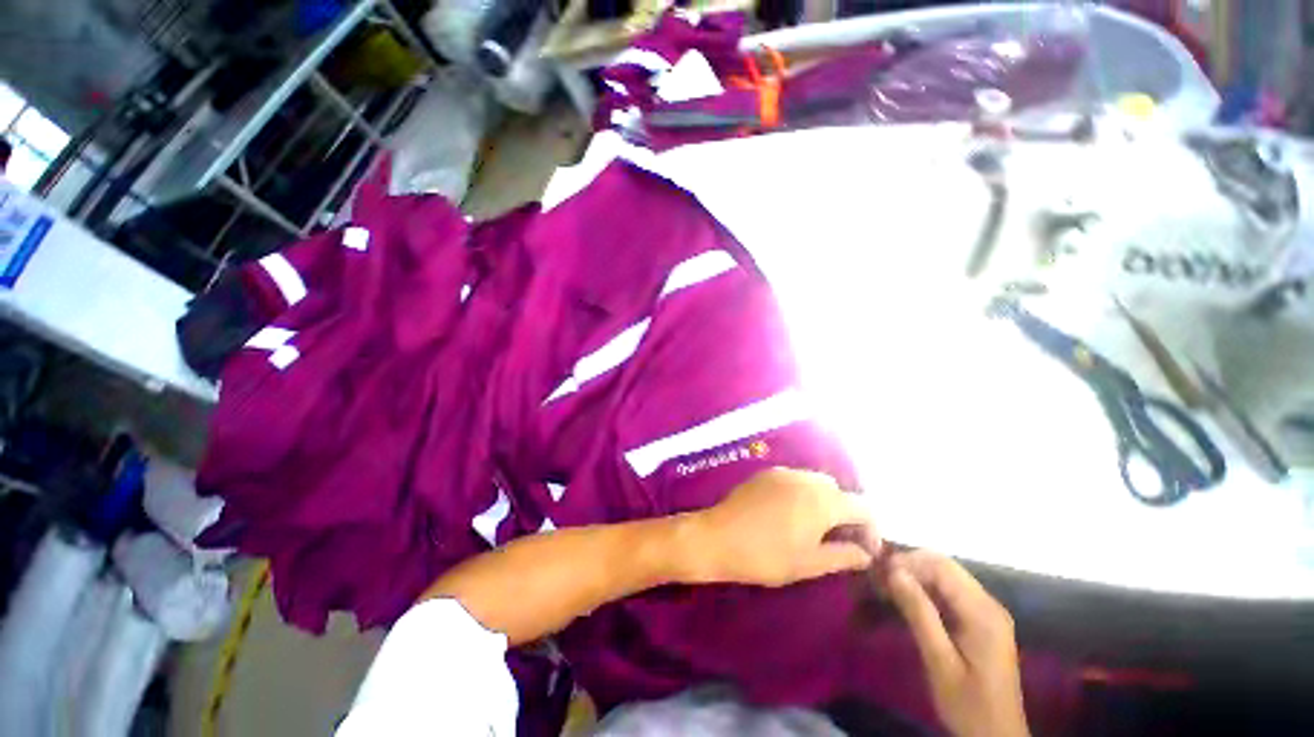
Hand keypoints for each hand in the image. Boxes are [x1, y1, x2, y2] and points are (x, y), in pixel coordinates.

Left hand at [675, 467, 879, 586]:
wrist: (718, 537)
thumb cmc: (766, 556)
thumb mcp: (809, 564)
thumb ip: (843, 556)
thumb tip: (866, 554)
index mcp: (822, 501)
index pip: (863, 507)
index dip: (871, 529)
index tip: (865, 551)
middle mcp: (805, 479)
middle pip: (839, 491)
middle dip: (846, 513)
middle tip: (839, 540)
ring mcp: (783, 472)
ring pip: (816, 482)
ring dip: (824, 501)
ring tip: (814, 527)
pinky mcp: (766, 473)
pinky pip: (795, 478)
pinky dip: (803, 492)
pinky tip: (789, 513)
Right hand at [887, 550, 1028, 736]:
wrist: (997, 736)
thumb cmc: (968, 703)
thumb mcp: (940, 661)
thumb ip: (919, 613)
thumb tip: (894, 572)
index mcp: (983, 612)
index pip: (941, 567)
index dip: (907, 562)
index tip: (878, 572)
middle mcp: (989, 603)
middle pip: (944, 566)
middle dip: (909, 566)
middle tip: (879, 579)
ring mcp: (987, 611)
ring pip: (945, 576)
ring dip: (915, 576)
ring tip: (887, 588)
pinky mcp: (981, 620)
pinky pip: (949, 591)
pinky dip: (925, 589)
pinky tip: (907, 601)